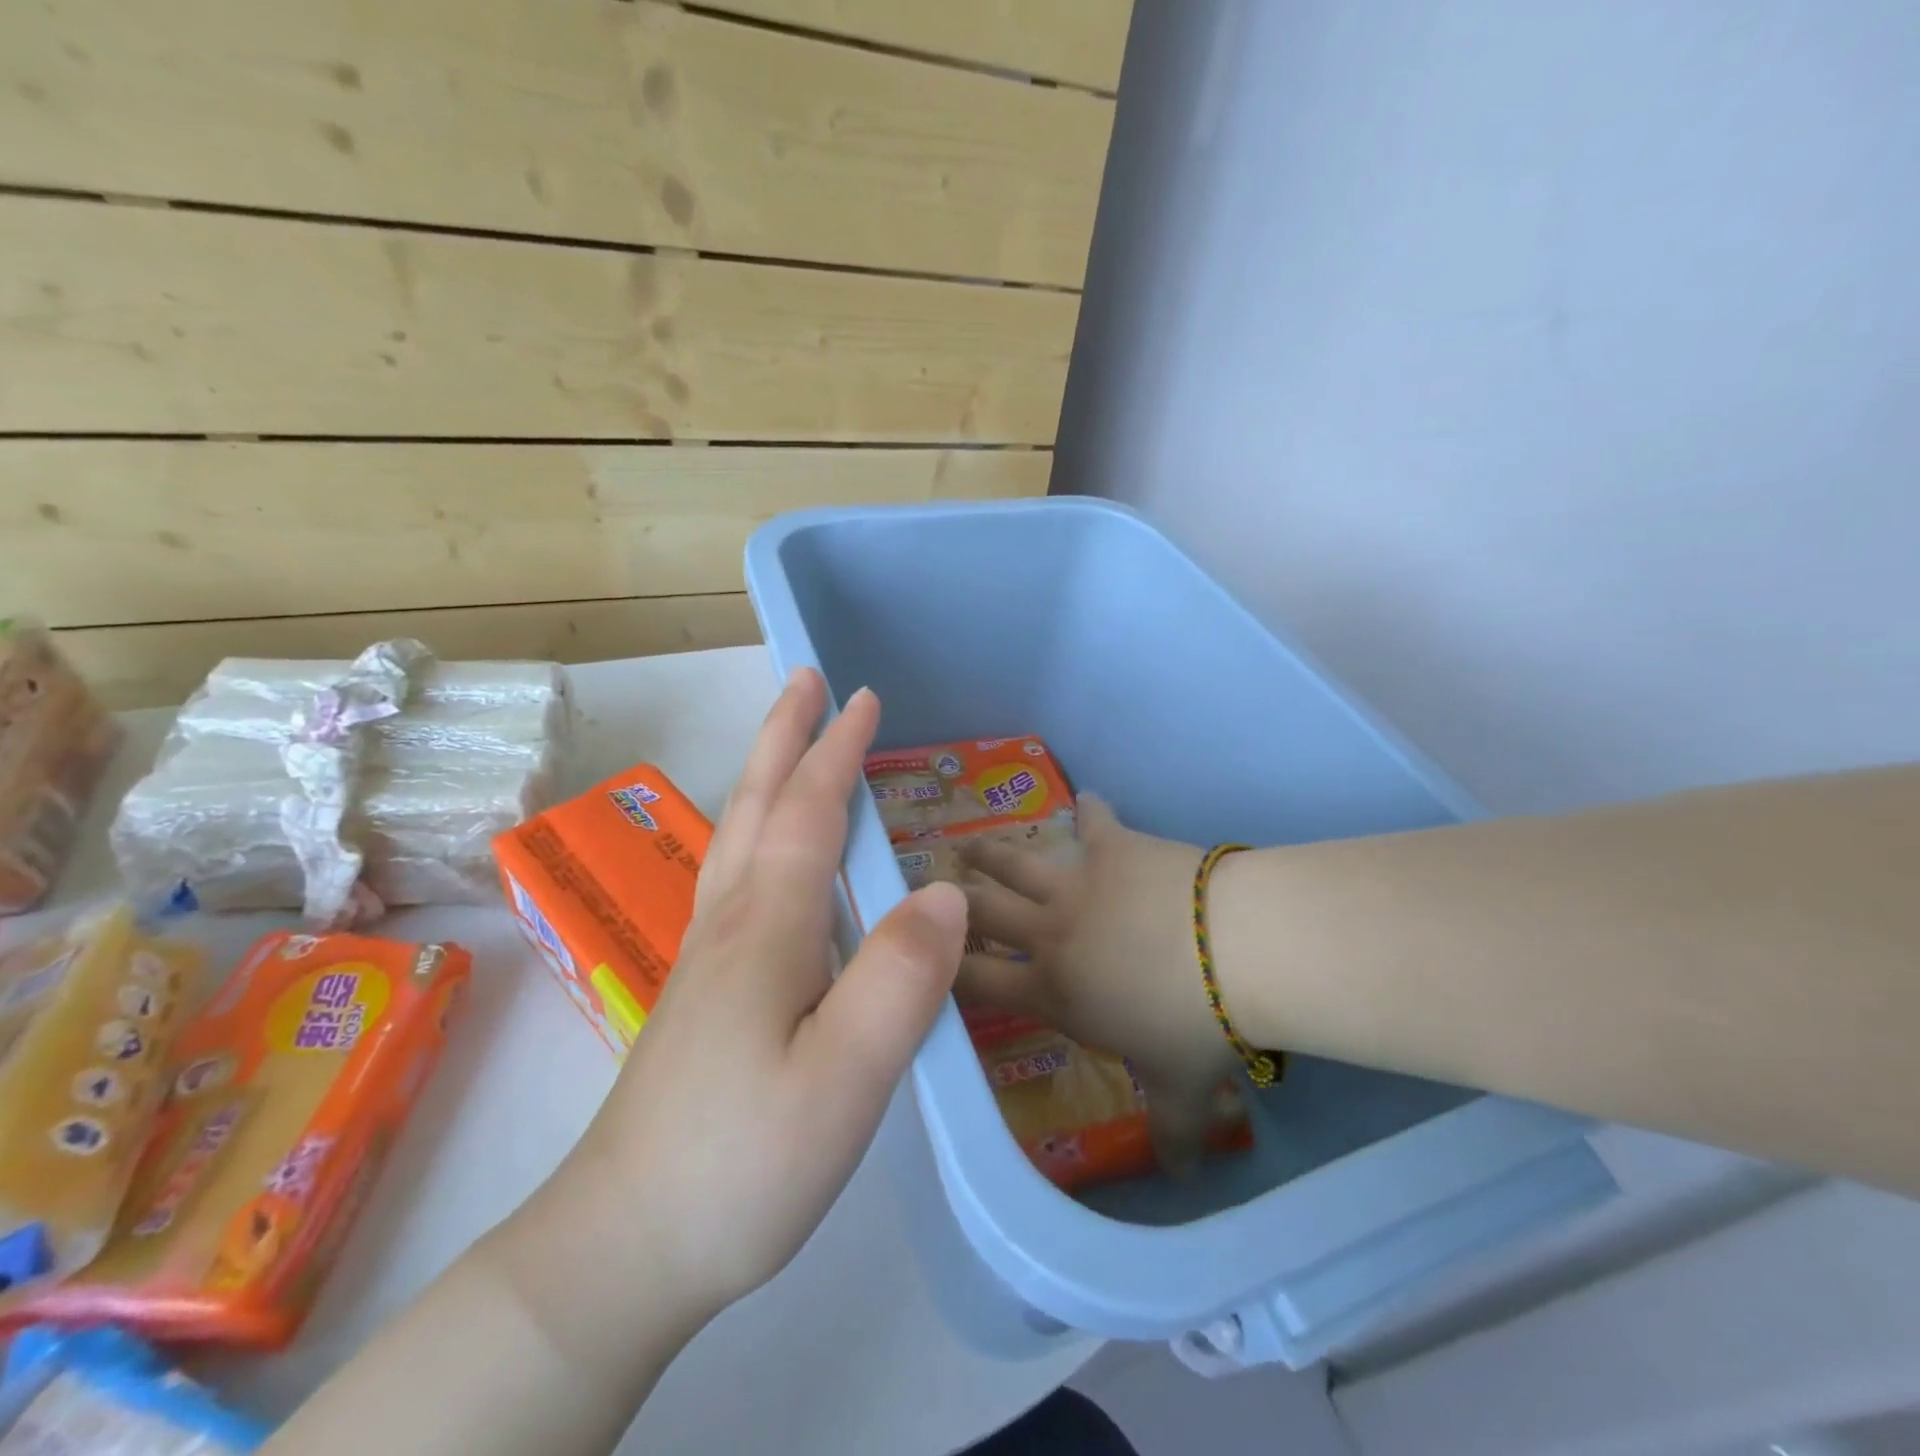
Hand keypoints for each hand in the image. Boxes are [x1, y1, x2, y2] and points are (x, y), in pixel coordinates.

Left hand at [507, 670, 966, 1339]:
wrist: (621, 1248)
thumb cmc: (741, 1162)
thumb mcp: (844, 1078)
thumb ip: (900, 979)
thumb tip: (947, 891)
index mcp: (769, 927)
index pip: (810, 811)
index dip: (837, 750)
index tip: (862, 697)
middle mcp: (732, 923)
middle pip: (760, 806)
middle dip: (785, 737)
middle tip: (805, 681)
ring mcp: (708, 958)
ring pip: (739, 838)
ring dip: (767, 777)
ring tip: (788, 746)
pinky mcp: (703, 993)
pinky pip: (734, 879)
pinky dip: (756, 833)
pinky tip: (766, 857)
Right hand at [956, 796, 1236, 1175]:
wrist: (1234, 949)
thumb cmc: (1196, 1028)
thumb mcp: (1182, 1092)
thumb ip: (1172, 1134)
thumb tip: (1183, 1180)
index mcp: (1052, 989)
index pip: (975, 982)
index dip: (938, 970)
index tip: (916, 958)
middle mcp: (1049, 931)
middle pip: (981, 910)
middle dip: (952, 899)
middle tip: (932, 887)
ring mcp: (1076, 880)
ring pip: (1015, 860)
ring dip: (988, 853)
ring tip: (968, 847)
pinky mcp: (1112, 844)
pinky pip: (1093, 820)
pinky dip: (1089, 810)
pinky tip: (1086, 798)